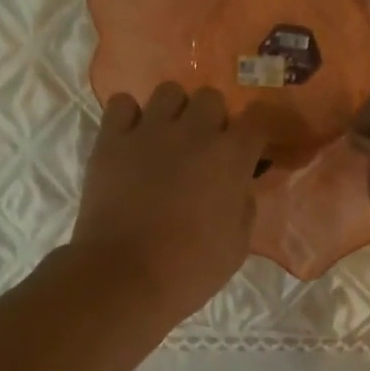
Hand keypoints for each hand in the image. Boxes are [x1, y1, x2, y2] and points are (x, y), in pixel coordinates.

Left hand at [72, 83, 269, 323]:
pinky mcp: (110, 141)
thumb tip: (237, 186)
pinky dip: (130, 116)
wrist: (124, 277)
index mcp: (230, 157)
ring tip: (168, 138)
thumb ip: (243, 205)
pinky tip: (132, 139)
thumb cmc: (189, 270)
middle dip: (213, 119)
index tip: (254, 145)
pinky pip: (122, 104)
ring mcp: (148, 132)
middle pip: (211, 98)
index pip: (258, 118)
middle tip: (205, 149)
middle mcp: (192, 132)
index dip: (259, 128)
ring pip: (168, 92)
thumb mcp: (237, 246)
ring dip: (175, 111)